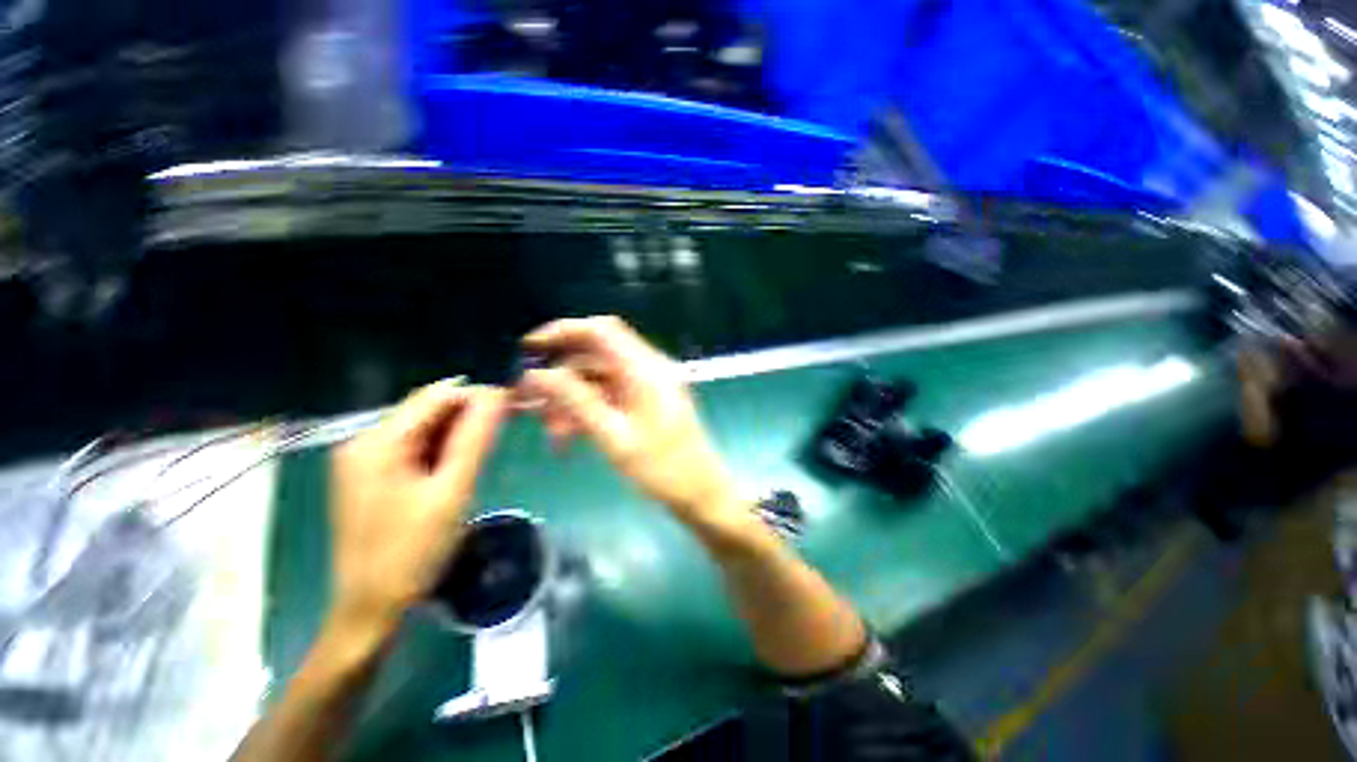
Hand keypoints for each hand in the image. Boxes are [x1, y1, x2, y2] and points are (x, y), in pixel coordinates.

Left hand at [329, 381, 507, 630]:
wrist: (370, 609)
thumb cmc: (412, 551)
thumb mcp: (451, 491)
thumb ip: (475, 438)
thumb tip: (497, 393)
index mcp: (377, 442)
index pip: (437, 395)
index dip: (478, 395)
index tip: (514, 406)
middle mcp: (363, 442)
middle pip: (427, 410)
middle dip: (468, 415)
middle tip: (505, 430)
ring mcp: (363, 460)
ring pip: (423, 429)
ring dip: (457, 434)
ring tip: (485, 452)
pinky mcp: (371, 477)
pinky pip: (413, 449)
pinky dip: (441, 451)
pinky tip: (458, 468)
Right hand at [519, 317, 738, 527]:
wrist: (702, 493)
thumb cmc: (663, 469)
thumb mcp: (614, 436)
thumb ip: (576, 401)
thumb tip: (537, 374)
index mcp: (645, 369)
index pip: (601, 330)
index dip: (563, 331)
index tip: (529, 348)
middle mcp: (647, 369)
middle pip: (595, 358)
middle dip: (561, 380)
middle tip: (531, 407)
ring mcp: (648, 386)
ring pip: (598, 380)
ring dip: (572, 402)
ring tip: (554, 436)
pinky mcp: (646, 402)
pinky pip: (610, 396)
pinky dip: (588, 411)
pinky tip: (571, 437)